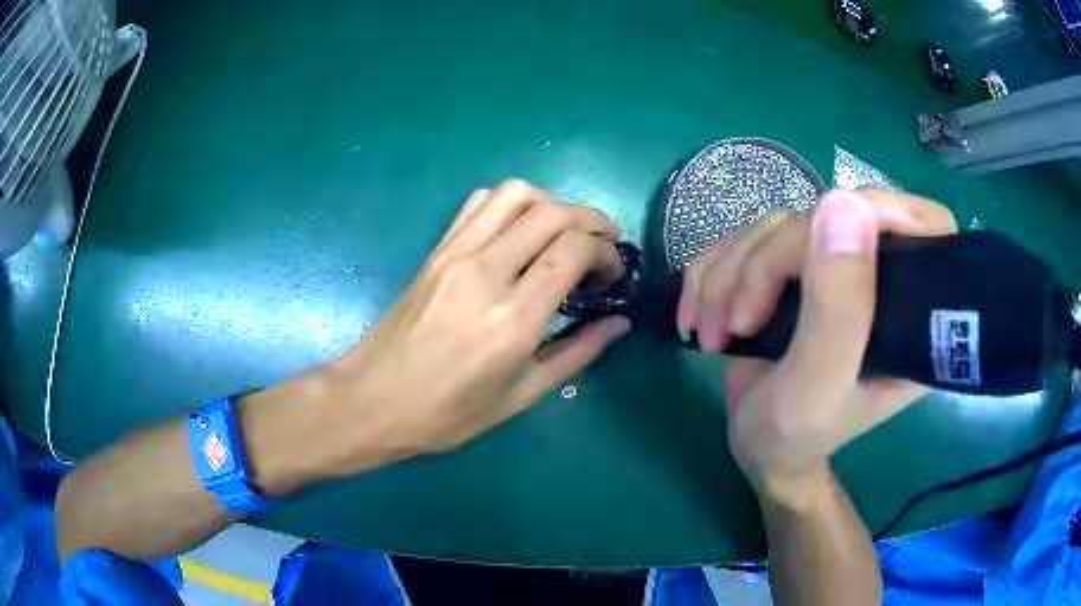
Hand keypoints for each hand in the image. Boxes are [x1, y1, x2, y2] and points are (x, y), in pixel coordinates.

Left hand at [297, 179, 629, 474]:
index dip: (605, 251)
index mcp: (512, 319)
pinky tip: (520, 230)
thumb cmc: (448, 413)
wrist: (374, 400)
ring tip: (566, 230)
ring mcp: (455, 254)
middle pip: (552, 212)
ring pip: (516, 194)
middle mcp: (485, 272)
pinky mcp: (436, 250)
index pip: (573, 249)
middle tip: (605, 243)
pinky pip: (480, 203)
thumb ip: (578, 353)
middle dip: (591, 219)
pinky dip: (512, 203)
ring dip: (553, 202)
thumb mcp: (521, 396)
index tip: (613, 272)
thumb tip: (619, 323)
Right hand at [677, 189, 956, 501]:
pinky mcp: (795, 266)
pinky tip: (700, 316)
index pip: (922, 224)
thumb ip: (839, 308)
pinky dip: (710, 275)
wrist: (758, 448)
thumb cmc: (795, 437)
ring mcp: (833, 267)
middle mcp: (880, 277)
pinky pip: (745, 238)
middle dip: (764, 265)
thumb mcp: (818, 387)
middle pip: (828, 216)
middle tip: (734, 324)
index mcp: (914, 311)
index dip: (877, 209)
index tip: (817, 240)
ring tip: (712, 333)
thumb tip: (844, 203)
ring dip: (727, 277)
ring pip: (776, 225)